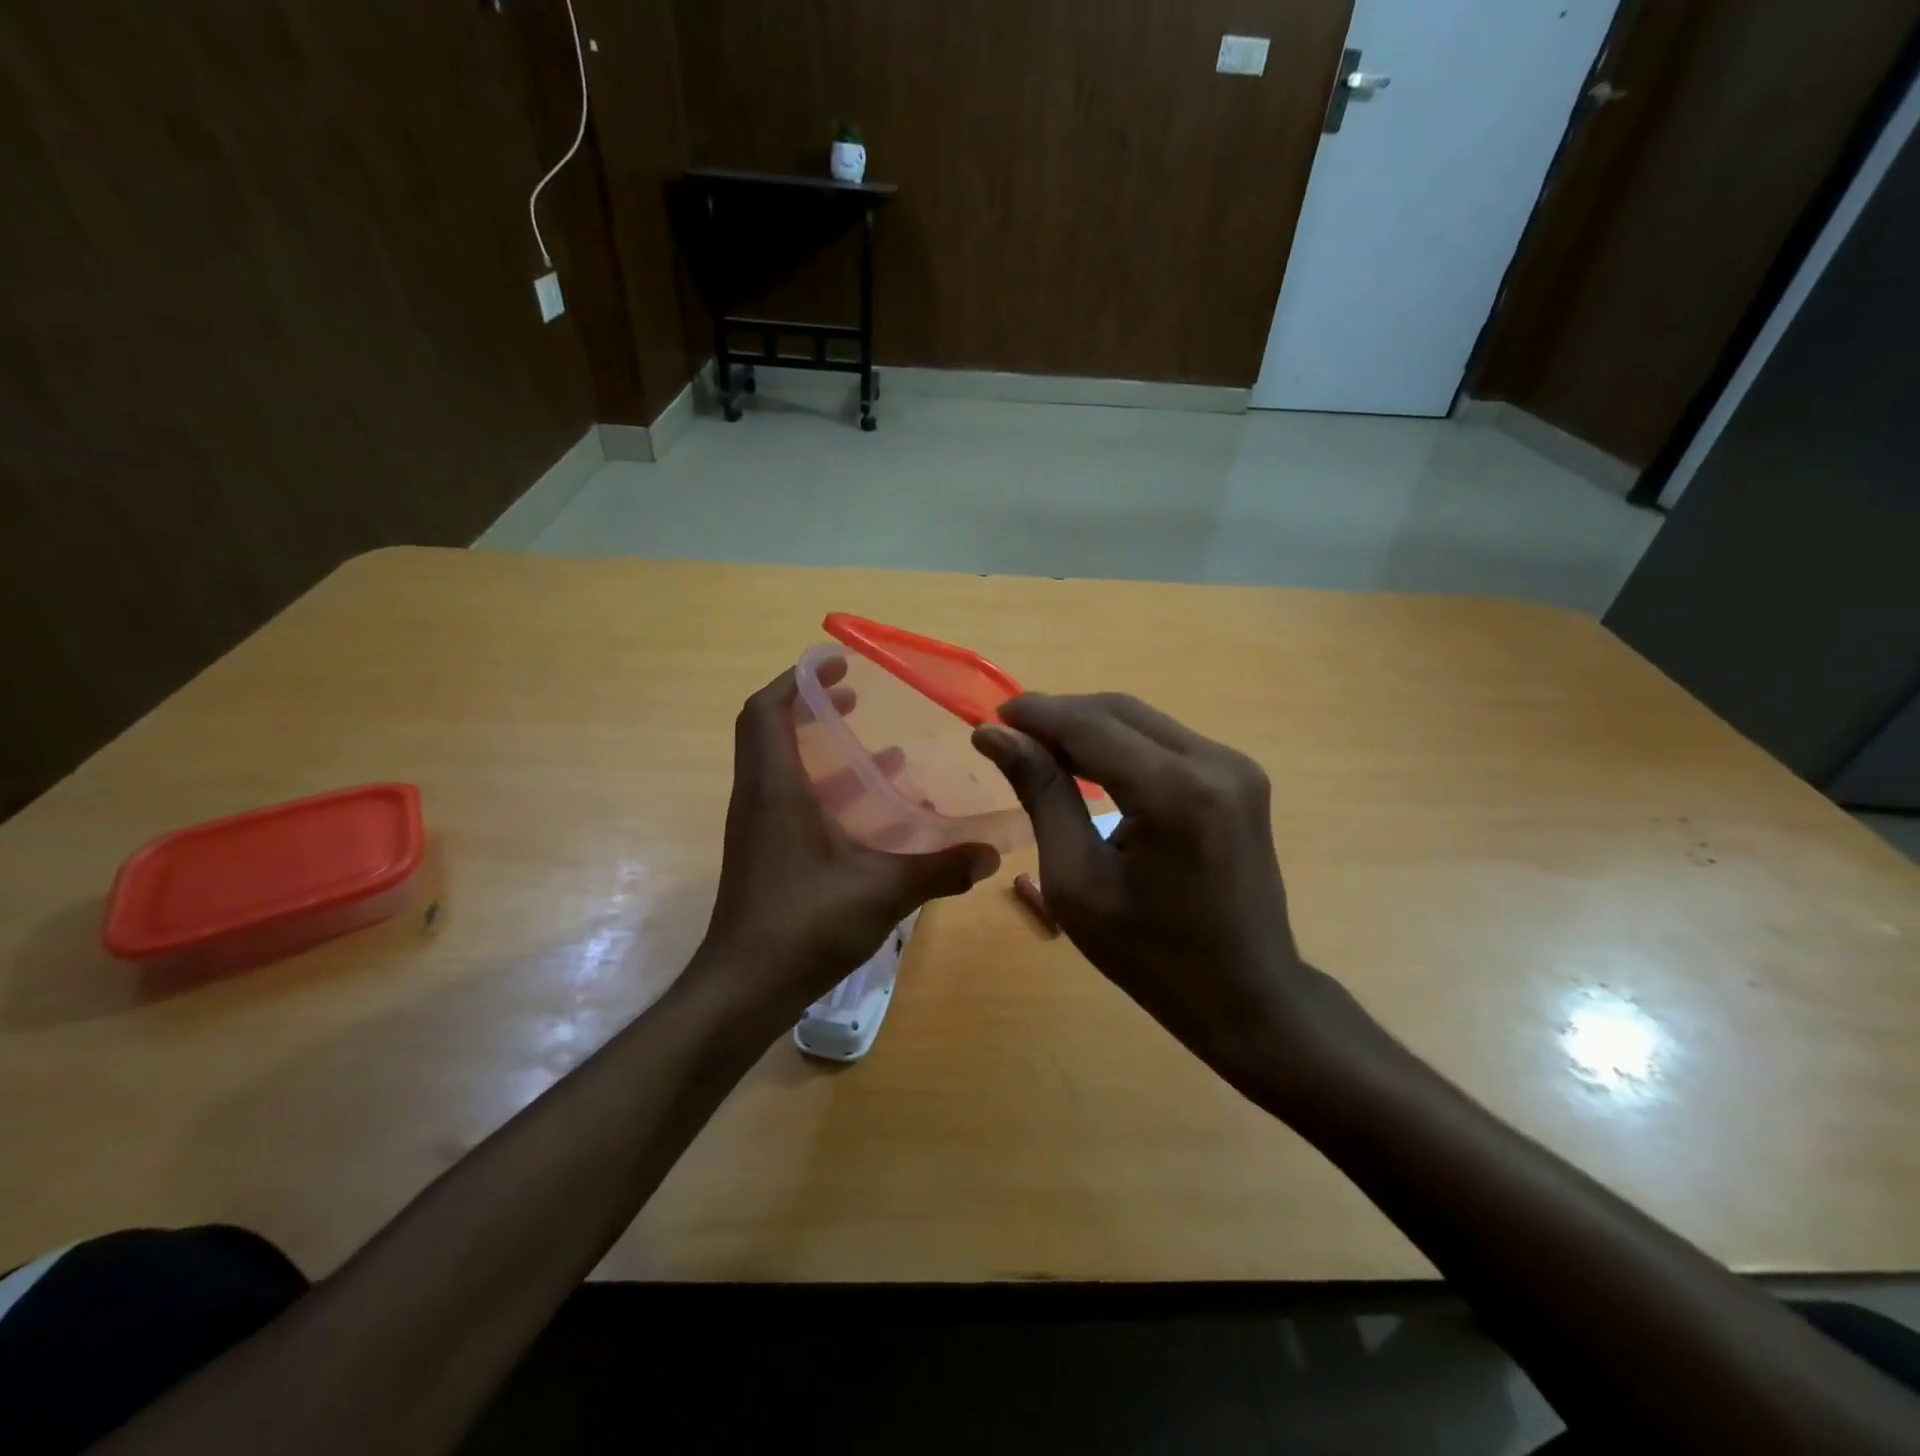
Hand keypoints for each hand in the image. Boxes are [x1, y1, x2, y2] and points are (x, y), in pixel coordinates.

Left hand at [700, 667, 999, 1019]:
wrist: (743, 990)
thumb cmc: (803, 926)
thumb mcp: (882, 892)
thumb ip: (939, 869)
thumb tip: (990, 854)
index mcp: (774, 790)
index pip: (766, 711)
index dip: (797, 679)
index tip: (837, 665)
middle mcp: (758, 799)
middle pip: (771, 731)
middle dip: (812, 707)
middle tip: (858, 698)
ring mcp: (758, 828)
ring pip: (783, 767)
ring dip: (824, 750)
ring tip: (880, 749)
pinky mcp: (765, 854)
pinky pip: (791, 800)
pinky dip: (827, 790)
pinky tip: (872, 811)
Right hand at [974, 693, 1349, 1089]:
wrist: (1245, 995)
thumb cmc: (1149, 955)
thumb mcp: (1077, 880)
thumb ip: (1042, 794)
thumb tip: (995, 735)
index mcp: (1174, 792)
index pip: (1090, 725)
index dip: (1036, 714)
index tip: (989, 719)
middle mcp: (1214, 762)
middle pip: (1119, 711)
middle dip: (1060, 716)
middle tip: (1011, 737)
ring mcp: (1235, 766)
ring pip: (1143, 721)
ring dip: (1090, 728)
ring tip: (1043, 752)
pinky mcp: (1240, 777)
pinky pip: (1166, 741)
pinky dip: (1122, 745)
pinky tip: (1093, 766)